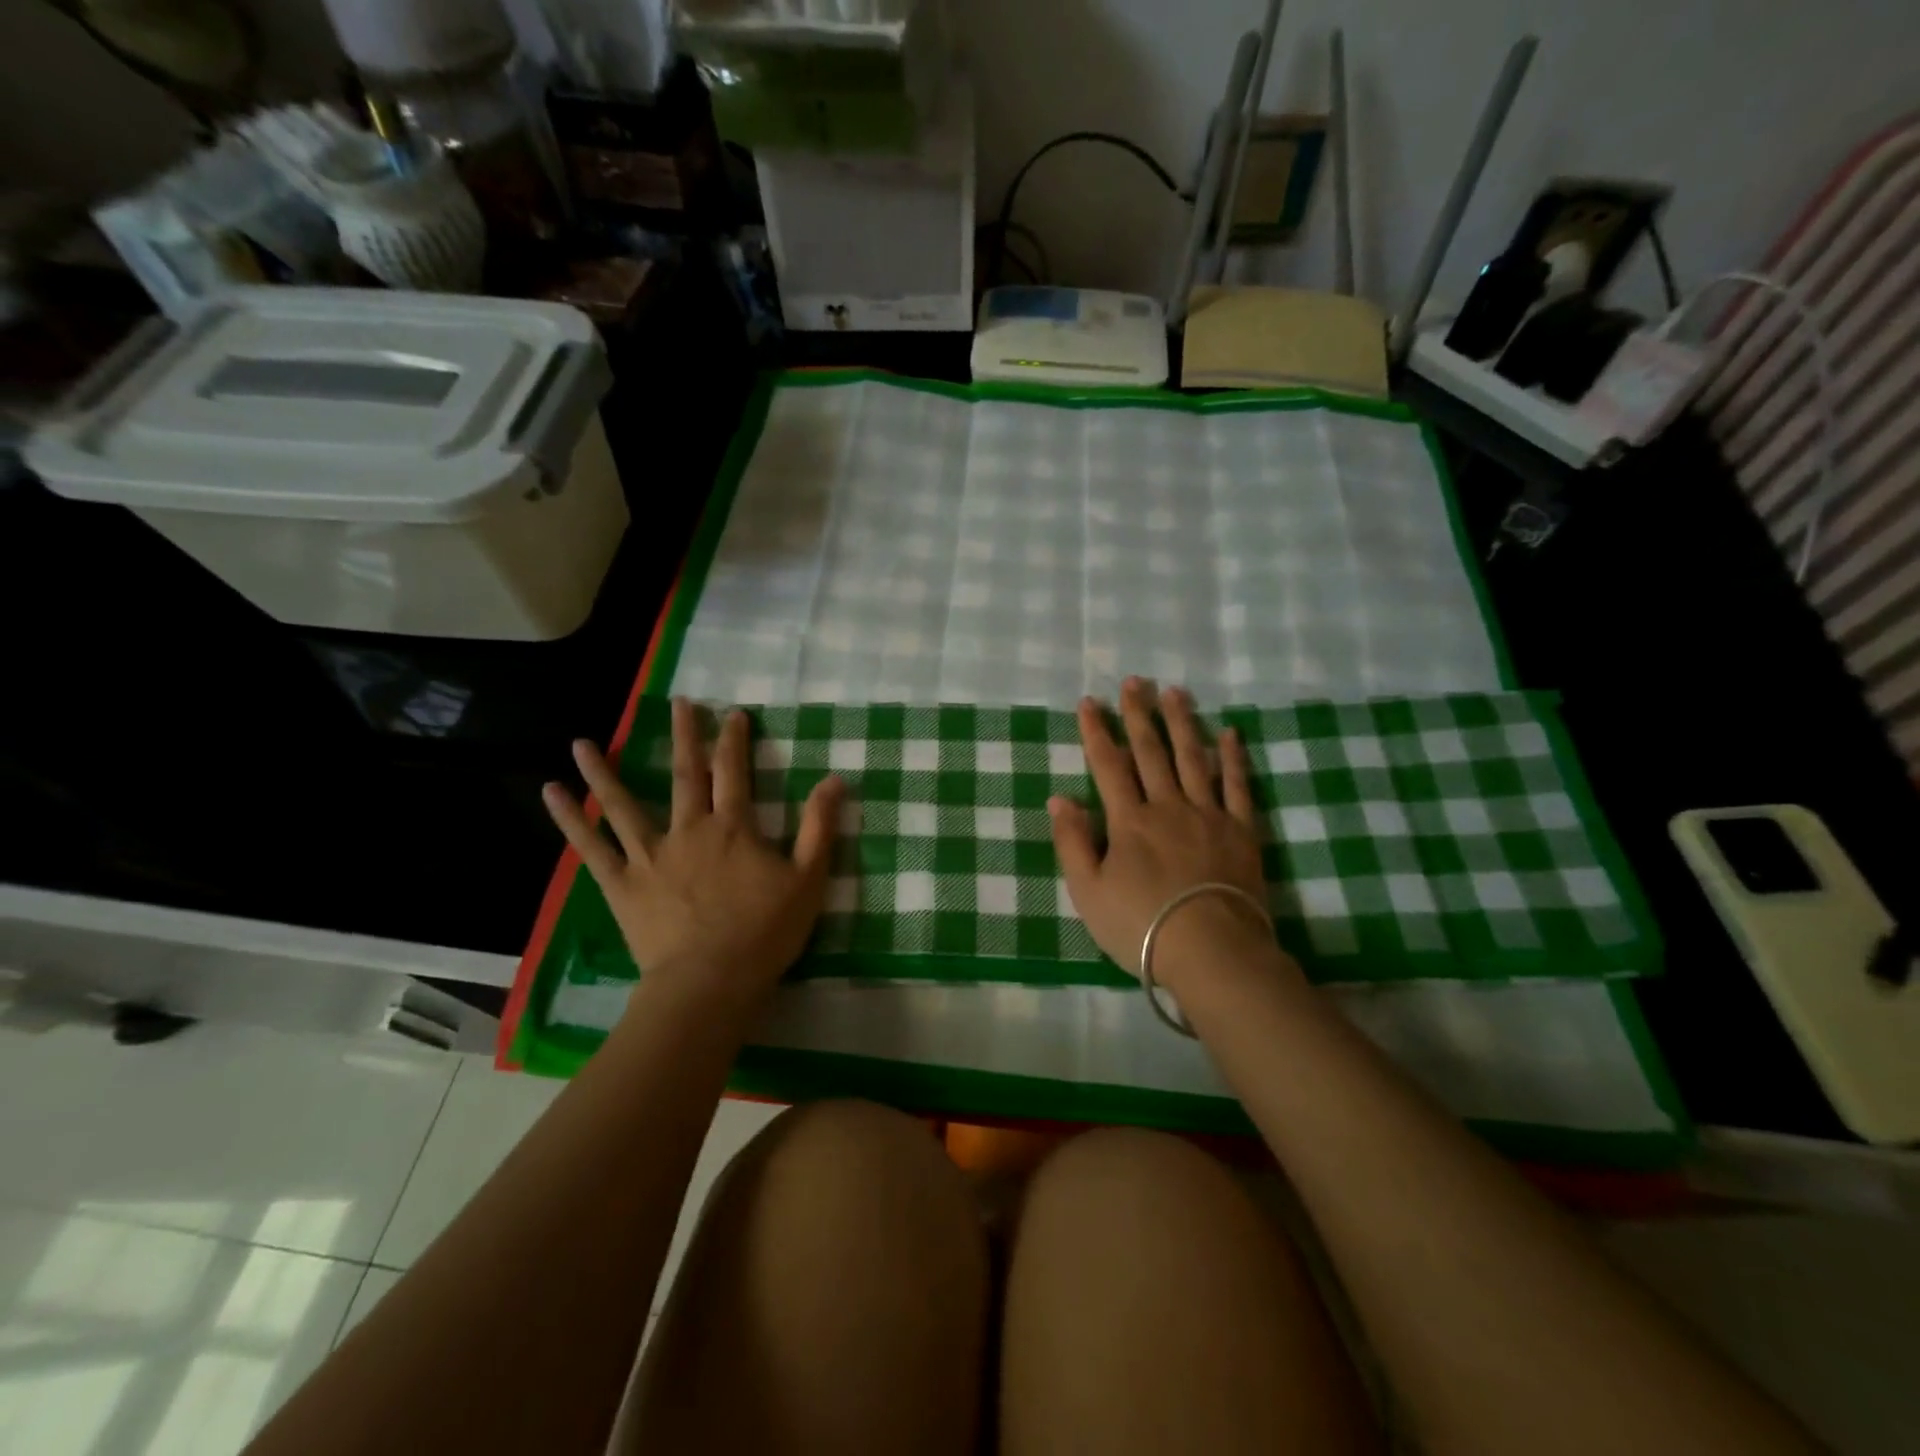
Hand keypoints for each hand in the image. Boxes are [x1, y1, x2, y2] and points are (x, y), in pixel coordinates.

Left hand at [542, 698, 844, 1015]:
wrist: (710, 982)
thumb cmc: (765, 932)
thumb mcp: (807, 879)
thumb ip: (819, 827)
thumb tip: (835, 779)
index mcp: (733, 828)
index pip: (734, 772)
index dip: (734, 740)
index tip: (731, 713)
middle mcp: (688, 830)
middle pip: (686, 775)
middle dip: (684, 736)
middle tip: (678, 703)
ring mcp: (650, 855)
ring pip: (623, 804)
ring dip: (604, 770)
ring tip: (582, 743)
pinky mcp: (621, 884)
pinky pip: (592, 847)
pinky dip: (571, 819)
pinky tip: (552, 793)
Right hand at [1049, 678, 1290, 995]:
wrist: (1212, 952)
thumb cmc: (1142, 926)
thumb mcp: (1089, 892)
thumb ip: (1073, 842)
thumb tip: (1060, 797)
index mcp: (1129, 821)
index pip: (1108, 765)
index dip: (1097, 732)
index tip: (1090, 702)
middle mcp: (1167, 806)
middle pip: (1151, 752)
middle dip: (1138, 715)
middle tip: (1135, 681)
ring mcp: (1208, 815)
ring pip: (1192, 758)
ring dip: (1181, 723)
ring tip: (1174, 692)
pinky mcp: (1242, 831)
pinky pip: (1238, 786)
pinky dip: (1233, 758)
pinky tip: (1229, 734)